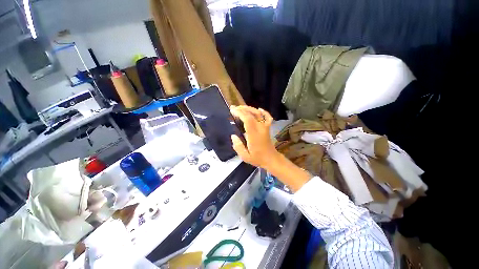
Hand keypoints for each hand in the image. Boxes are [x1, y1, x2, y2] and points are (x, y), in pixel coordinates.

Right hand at [230, 105, 279, 168]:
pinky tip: (259, 109)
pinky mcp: (268, 128)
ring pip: (259, 114)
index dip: (240, 113)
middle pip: (252, 114)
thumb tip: (233, 136)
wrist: (271, 159)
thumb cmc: (257, 158)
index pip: (248, 120)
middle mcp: (260, 128)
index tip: (232, 110)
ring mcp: (265, 127)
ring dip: (250, 109)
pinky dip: (264, 112)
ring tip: (241, 108)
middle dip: (242, 109)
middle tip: (234, 108)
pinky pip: (268, 117)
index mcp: (254, 135)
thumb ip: (238, 146)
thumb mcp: (245, 156)